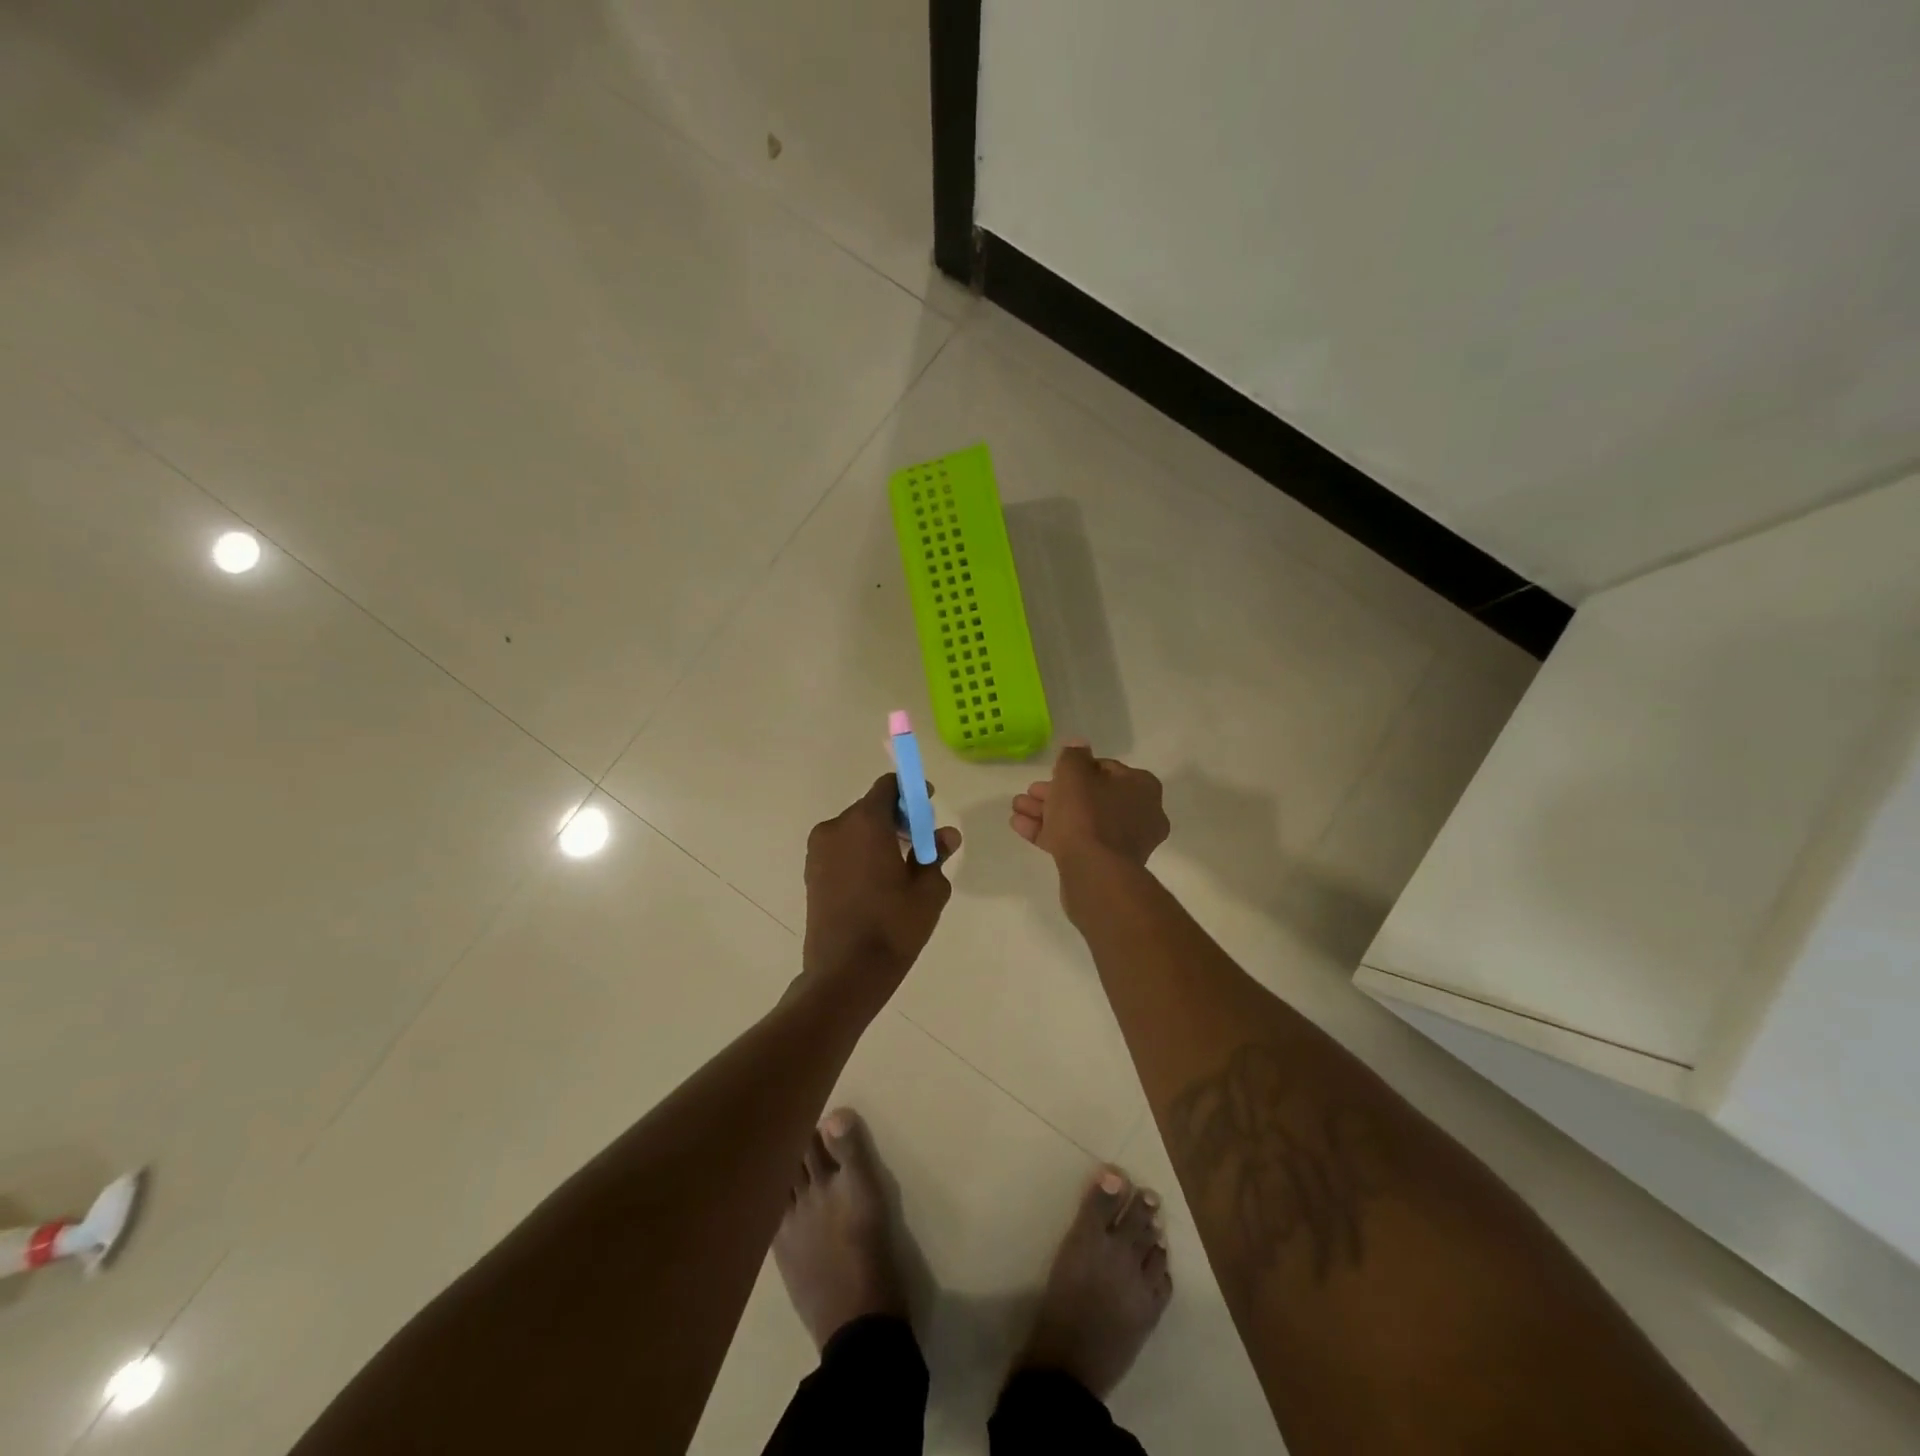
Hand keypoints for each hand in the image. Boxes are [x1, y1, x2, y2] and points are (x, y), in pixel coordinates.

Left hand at [803, 774, 960, 1002]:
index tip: (927, 805)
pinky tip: (878, 881)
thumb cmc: (893, 926)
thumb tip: (946, 835)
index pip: (888, 787)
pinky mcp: (811, 874)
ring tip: (902, 865)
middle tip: (921, 840)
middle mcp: (835, 828)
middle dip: (897, 817)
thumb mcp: (928, 890)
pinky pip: (842, 850)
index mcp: (865, 822)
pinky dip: (861, 853)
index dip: (910, 791)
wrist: (845, 973)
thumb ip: (936, 854)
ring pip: (855, 830)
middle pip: (870, 807)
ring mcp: (818, 851)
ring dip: (878, 836)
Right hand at [1010, 740, 1168, 866]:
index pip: (1106, 768)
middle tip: (1030, 792)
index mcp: (1142, 787)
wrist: (1095, 873)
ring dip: (1047, 812)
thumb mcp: (1073, 774)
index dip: (1076, 769)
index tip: (1053, 773)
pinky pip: (1077, 842)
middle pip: (1091, 796)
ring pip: (1081, 820)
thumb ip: (1073, 755)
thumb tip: (1078, 745)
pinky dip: (1051, 833)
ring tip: (1017, 808)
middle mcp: (1141, 814)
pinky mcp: (1106, 866)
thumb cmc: (1087, 815)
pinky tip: (1021, 826)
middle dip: (1056, 793)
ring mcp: (1124, 843)